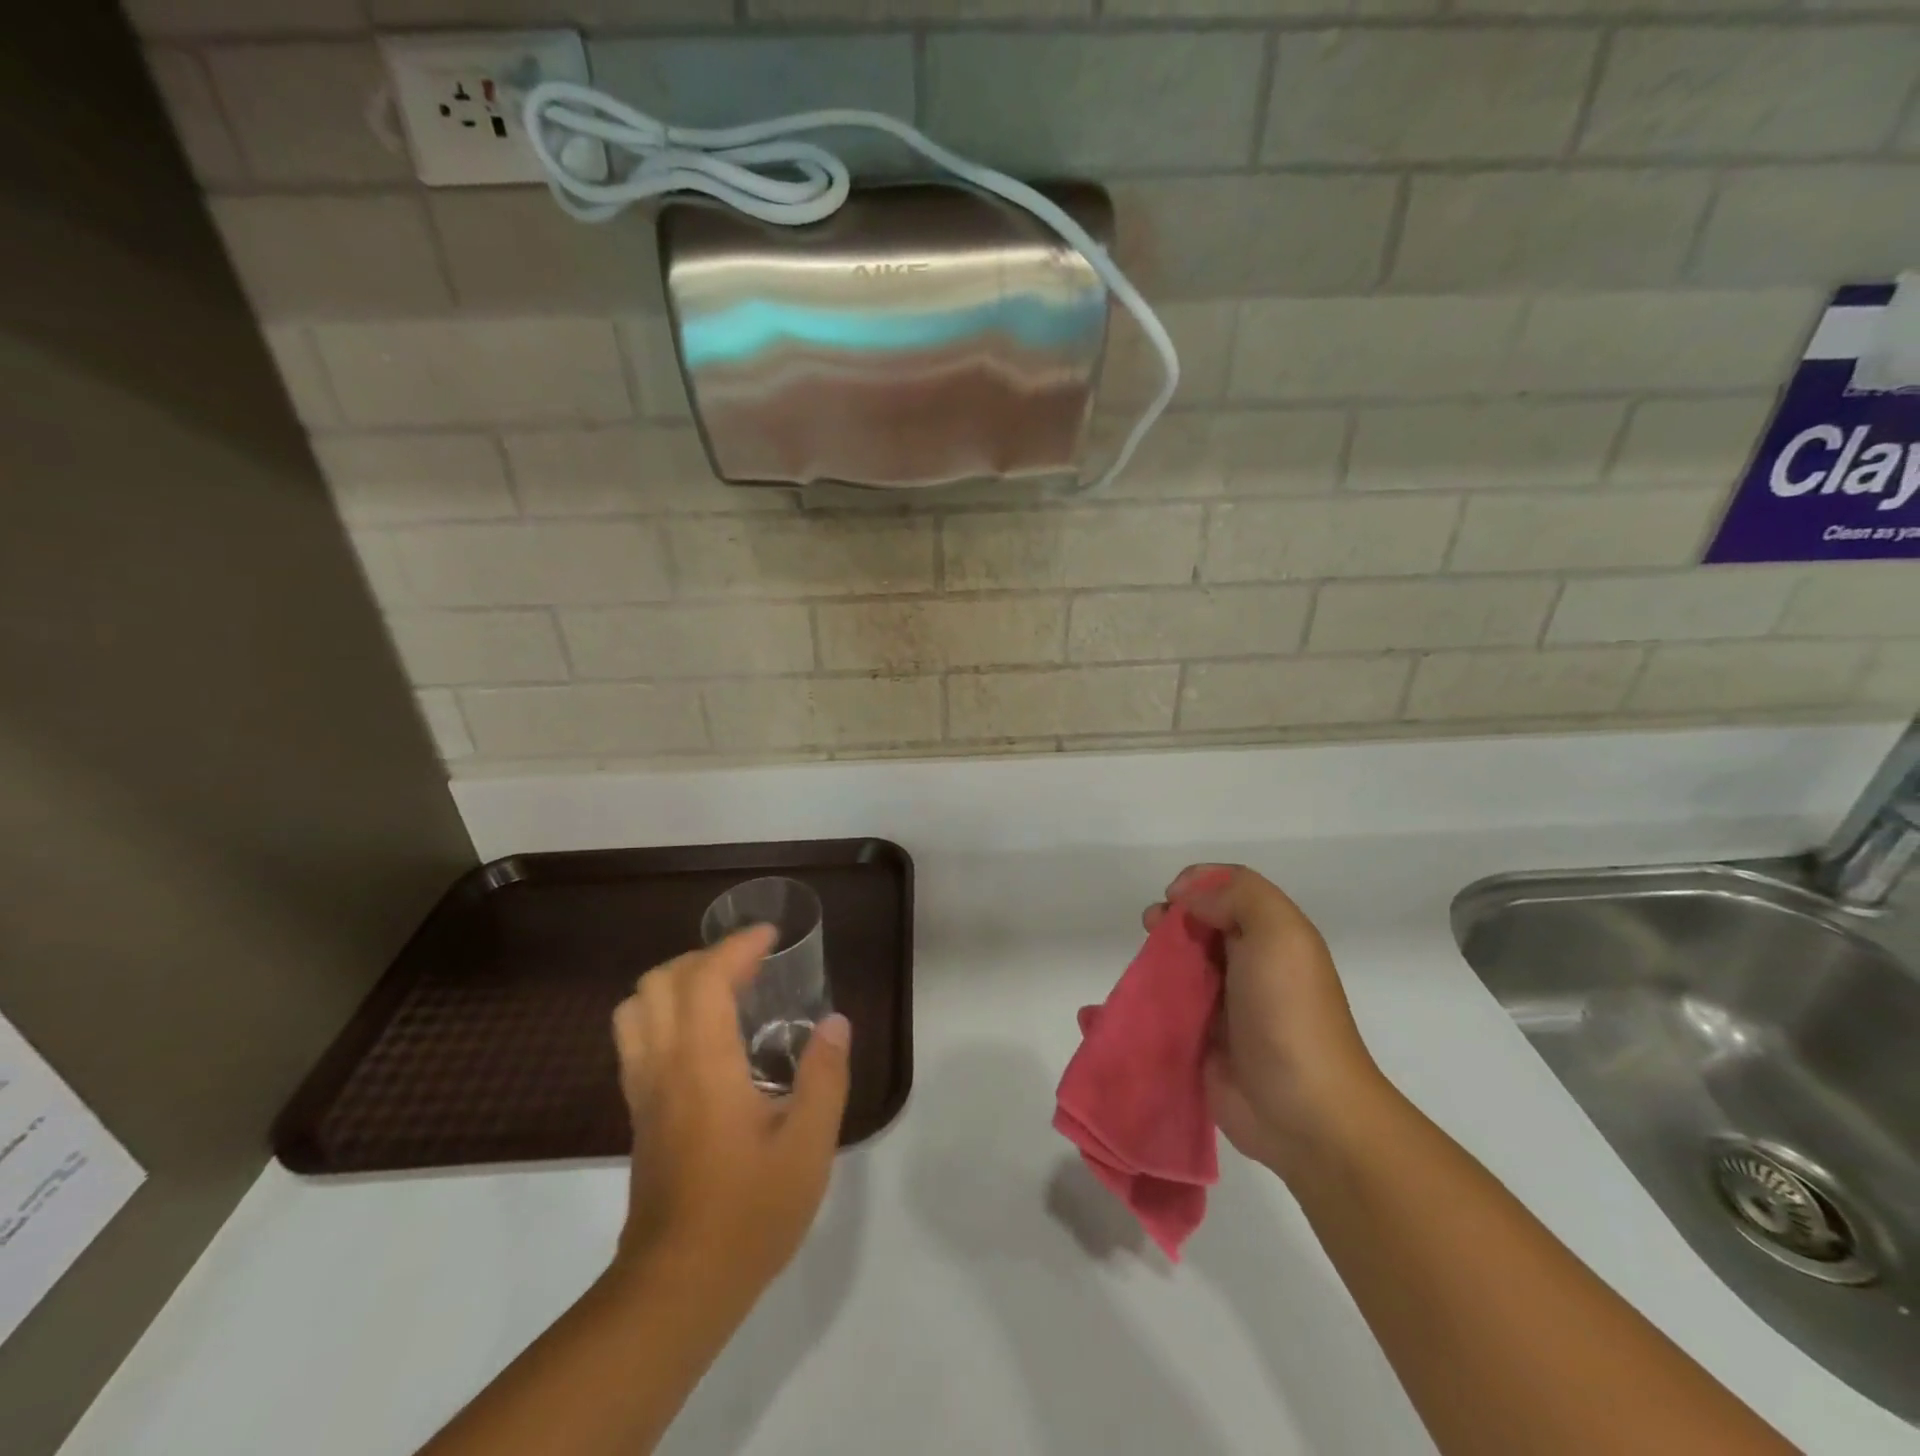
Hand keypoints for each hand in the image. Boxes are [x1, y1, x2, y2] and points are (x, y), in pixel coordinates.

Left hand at [610, 926, 851, 1297]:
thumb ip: (824, 1076)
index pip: (705, 978)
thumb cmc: (749, 1214)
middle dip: (704, 957)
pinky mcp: (639, 1113)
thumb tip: (836, 1023)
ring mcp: (644, 1090)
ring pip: (637, 1007)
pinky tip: (706, 1037)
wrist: (678, 1287)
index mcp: (703, 1065)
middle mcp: (664, 1066)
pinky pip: (636, 1038)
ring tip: (723, 992)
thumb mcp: (808, 1146)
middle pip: (660, 981)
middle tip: (750, 967)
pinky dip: (665, 1012)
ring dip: (677, 982)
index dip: (736, 945)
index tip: (771, 936)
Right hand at [1144, 865, 1385, 1178]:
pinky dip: (1141, 1002)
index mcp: (1272, 936)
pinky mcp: (1200, 1041)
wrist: (1304, 1111)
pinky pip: (1165, 1011)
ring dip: (1152, 959)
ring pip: (1179, 966)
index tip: (1173, 898)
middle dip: (1170, 920)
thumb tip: (1190, 899)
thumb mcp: (1280, 934)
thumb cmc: (1290, 1013)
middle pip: (1199, 925)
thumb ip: (1237, 897)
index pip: (1228, 891)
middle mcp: (1248, 965)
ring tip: (1138, 967)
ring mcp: (1223, 1006)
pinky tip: (1116, 1005)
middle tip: (1152, 929)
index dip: (1198, 884)